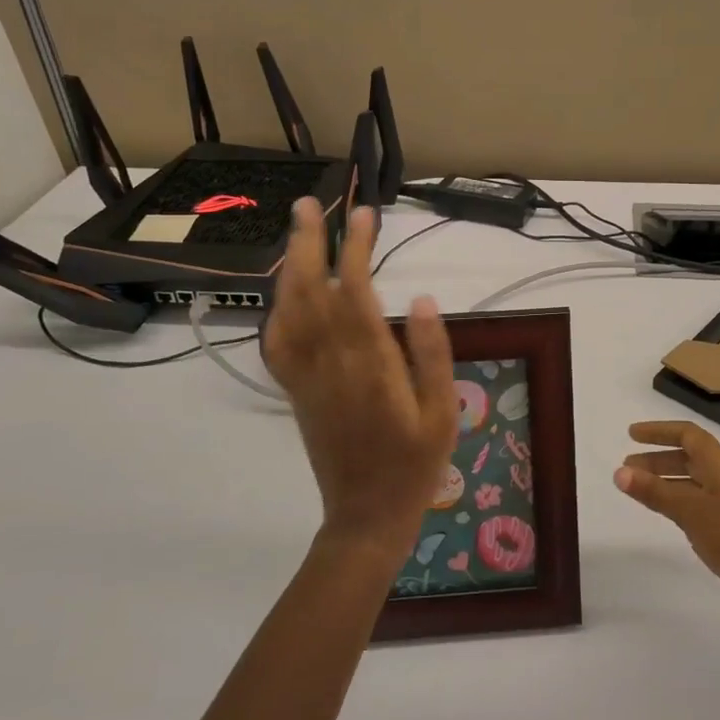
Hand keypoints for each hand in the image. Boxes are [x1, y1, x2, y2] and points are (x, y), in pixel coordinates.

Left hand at [263, 198, 457, 560]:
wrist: (366, 515)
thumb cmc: (415, 463)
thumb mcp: (442, 411)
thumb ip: (433, 353)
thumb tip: (423, 299)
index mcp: (371, 365)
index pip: (357, 292)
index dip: (356, 249)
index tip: (364, 215)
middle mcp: (330, 363)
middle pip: (311, 291)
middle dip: (308, 243)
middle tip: (309, 204)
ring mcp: (305, 377)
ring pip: (288, 311)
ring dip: (290, 267)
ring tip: (297, 232)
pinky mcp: (295, 391)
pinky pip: (276, 343)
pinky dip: (277, 309)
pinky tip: (285, 292)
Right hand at [617, 420, 719, 623]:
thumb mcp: (688, 510)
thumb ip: (653, 490)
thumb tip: (619, 472)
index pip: (687, 434)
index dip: (659, 431)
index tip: (631, 435)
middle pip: (689, 456)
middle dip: (657, 458)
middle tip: (627, 467)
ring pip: (692, 479)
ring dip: (665, 479)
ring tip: (638, 488)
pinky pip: (698, 500)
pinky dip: (677, 498)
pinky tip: (665, 512)